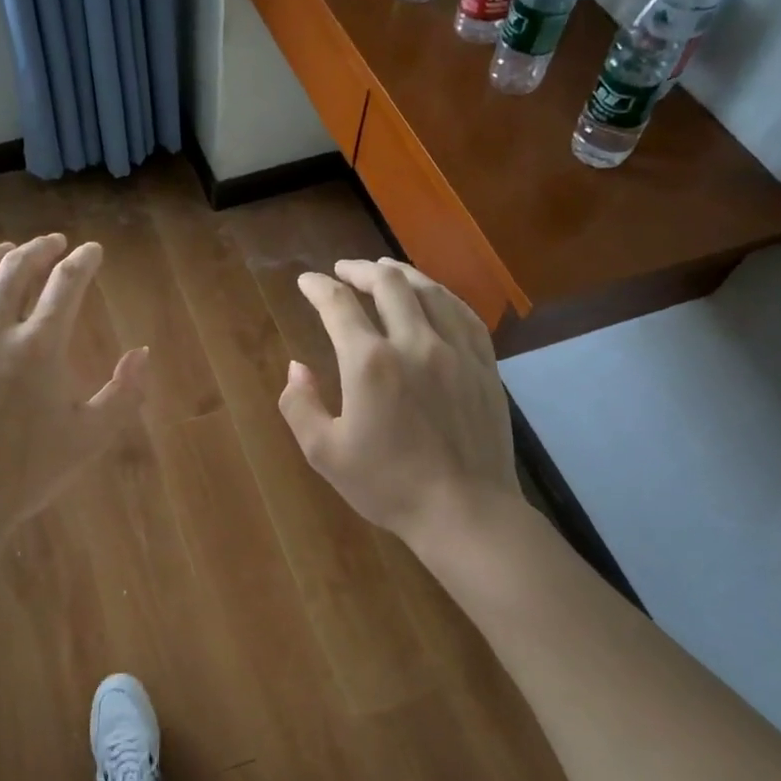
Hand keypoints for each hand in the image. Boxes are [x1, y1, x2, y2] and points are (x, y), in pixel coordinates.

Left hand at [0, 234, 149, 540]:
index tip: (91, 252)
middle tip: (52, 244)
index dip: (83, 262)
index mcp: (38, 345)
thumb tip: (143, 354)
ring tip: (4, 251)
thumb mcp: (89, 437)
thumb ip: (124, 393)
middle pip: (16, 268)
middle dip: (39, 249)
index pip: (66, 284)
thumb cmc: (24, 473)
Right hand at [279, 258, 516, 548]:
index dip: (318, 288)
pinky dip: (441, 295)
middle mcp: (414, 343)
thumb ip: (299, 405)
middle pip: (387, 284)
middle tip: (343, 270)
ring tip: (384, 270)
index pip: (339, 306)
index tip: (306, 282)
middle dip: (360, 270)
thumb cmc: (388, 485)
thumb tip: (296, 367)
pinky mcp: (484, 365)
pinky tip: (434, 296)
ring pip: (429, 291)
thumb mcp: (324, 453)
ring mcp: (456, 350)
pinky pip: (463, 313)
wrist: (464, 511)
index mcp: (370, 363)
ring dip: (401, 274)